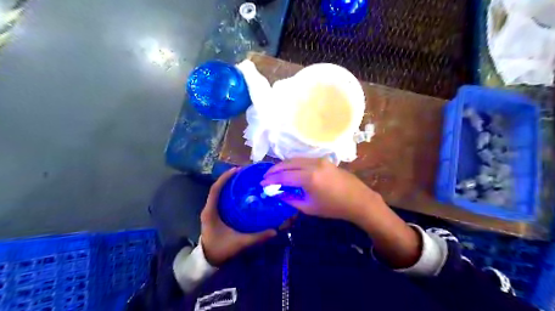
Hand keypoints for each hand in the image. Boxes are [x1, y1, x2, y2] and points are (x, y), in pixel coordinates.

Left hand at [200, 169, 278, 265]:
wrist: (207, 261)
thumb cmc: (220, 250)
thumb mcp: (239, 243)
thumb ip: (257, 237)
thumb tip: (275, 231)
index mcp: (210, 212)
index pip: (215, 189)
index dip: (225, 178)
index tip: (237, 170)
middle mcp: (209, 209)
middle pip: (217, 188)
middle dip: (229, 178)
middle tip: (244, 173)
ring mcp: (210, 211)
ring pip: (219, 193)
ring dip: (229, 185)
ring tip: (243, 179)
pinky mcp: (214, 215)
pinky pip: (221, 199)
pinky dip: (229, 193)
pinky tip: (240, 193)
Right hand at [263, 159, 418, 268]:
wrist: (358, 200)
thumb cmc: (334, 207)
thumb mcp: (309, 207)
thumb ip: (291, 199)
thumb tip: (277, 193)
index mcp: (309, 178)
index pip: (284, 176)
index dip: (271, 180)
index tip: (262, 183)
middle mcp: (313, 164)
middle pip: (287, 163)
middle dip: (274, 169)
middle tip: (266, 177)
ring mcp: (319, 160)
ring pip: (295, 159)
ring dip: (284, 165)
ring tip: (275, 173)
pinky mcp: (324, 160)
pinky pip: (304, 159)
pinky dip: (294, 164)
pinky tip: (291, 170)